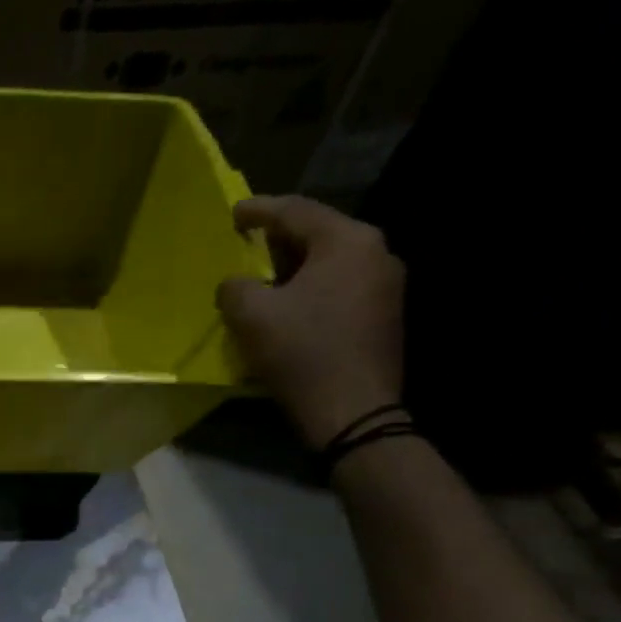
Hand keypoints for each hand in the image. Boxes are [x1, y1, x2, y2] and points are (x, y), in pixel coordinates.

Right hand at [218, 195, 405, 448]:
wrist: (353, 411)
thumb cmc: (302, 352)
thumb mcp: (250, 315)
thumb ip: (235, 287)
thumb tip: (237, 284)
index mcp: (348, 242)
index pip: (296, 211)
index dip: (259, 210)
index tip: (233, 213)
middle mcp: (376, 253)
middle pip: (318, 233)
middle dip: (278, 238)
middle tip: (246, 242)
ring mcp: (387, 285)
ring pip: (330, 261)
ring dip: (294, 266)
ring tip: (262, 276)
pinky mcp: (384, 314)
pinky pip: (339, 285)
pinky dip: (310, 287)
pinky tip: (288, 303)